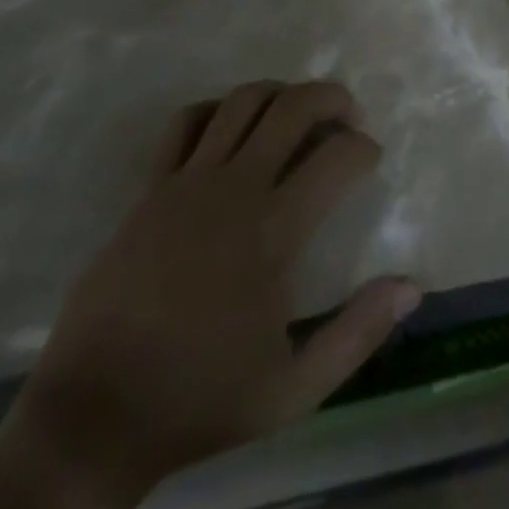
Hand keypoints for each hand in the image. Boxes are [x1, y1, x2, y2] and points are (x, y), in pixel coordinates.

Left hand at [0, 82, 419, 508]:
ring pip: (242, 101)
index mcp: (272, 232)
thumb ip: (357, 333)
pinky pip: (186, 122)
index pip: (336, 158)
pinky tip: (231, 126)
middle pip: (292, 107)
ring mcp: (186, 182)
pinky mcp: (150, 188)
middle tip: (347, 114)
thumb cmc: (201, 400)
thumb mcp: (294, 388)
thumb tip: (413, 285)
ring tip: (296, 112)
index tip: (370, 158)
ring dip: (279, 93)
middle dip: (330, 97)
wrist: (95, 415)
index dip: (363, 148)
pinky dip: (217, 108)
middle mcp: (234, 190)